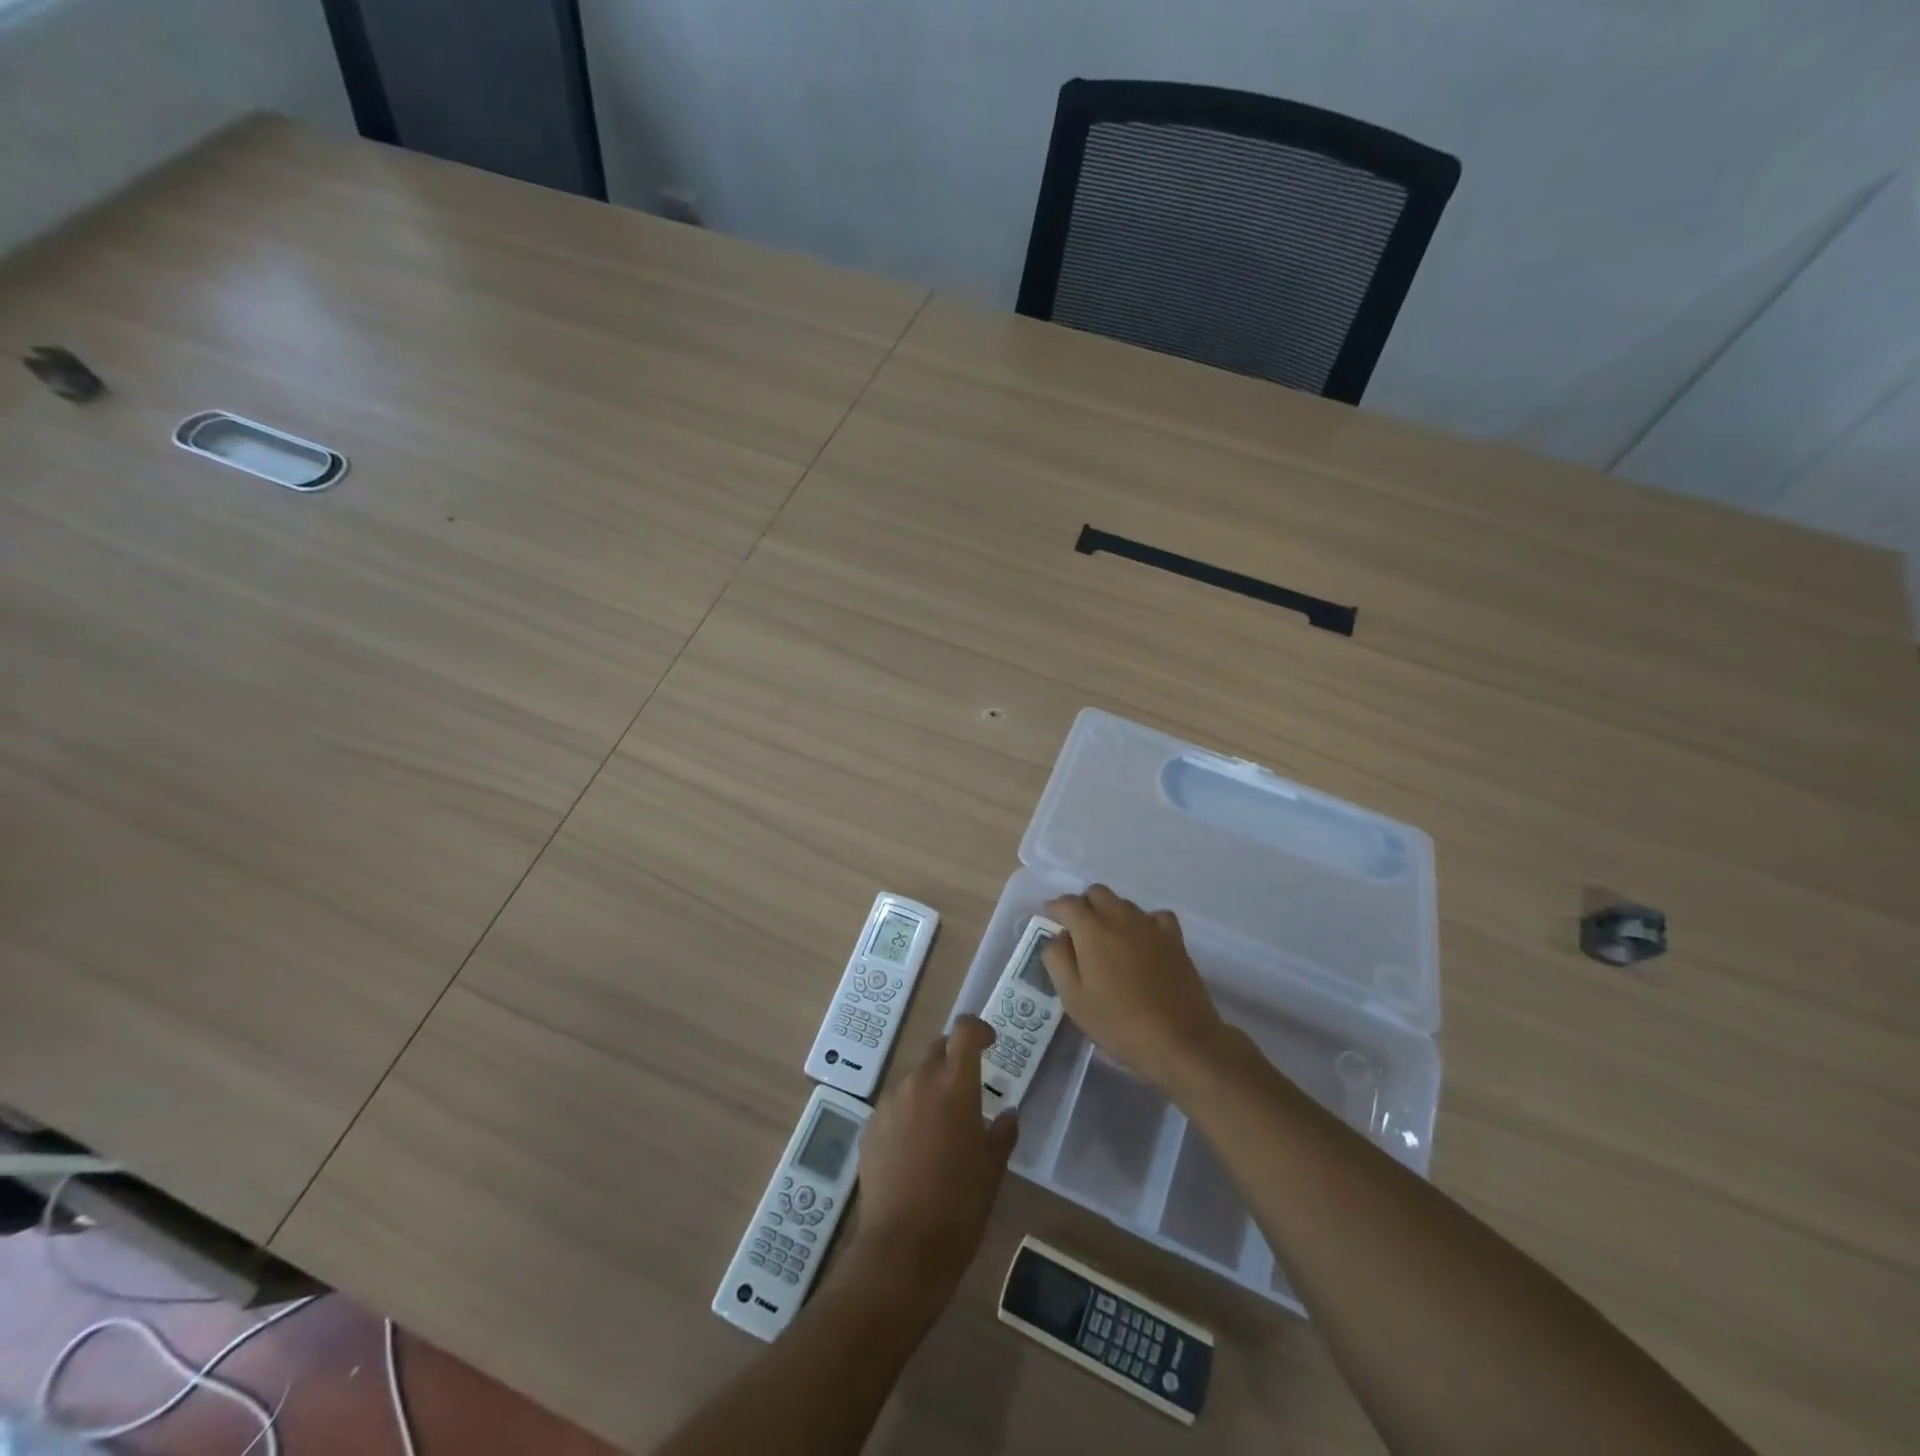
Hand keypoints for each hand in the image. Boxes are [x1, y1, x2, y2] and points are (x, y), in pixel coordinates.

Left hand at [845, 1016, 1017, 1310]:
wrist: (903, 1247)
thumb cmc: (960, 1203)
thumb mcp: (993, 1166)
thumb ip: (1003, 1131)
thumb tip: (1007, 1113)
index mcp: (955, 1084)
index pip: (965, 1030)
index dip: (978, 1029)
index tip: (990, 1042)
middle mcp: (919, 1081)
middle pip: (937, 1049)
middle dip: (953, 1059)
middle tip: (968, 1087)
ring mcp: (890, 1103)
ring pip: (914, 1079)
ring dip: (930, 1089)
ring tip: (942, 1126)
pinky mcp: (870, 1127)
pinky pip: (895, 1107)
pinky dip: (909, 1114)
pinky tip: (916, 1149)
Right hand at [1043, 885, 1228, 1093]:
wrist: (1180, 1040)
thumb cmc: (1119, 1023)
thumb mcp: (1074, 999)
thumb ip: (1057, 960)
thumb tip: (1057, 937)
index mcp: (1092, 930)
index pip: (1067, 903)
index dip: (1054, 909)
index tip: (1049, 920)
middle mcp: (1120, 917)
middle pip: (1097, 893)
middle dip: (1083, 906)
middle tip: (1077, 932)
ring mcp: (1150, 925)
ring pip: (1124, 903)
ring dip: (1110, 913)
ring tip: (1108, 942)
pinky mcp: (1174, 938)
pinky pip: (1154, 916)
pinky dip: (1144, 922)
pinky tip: (1142, 942)